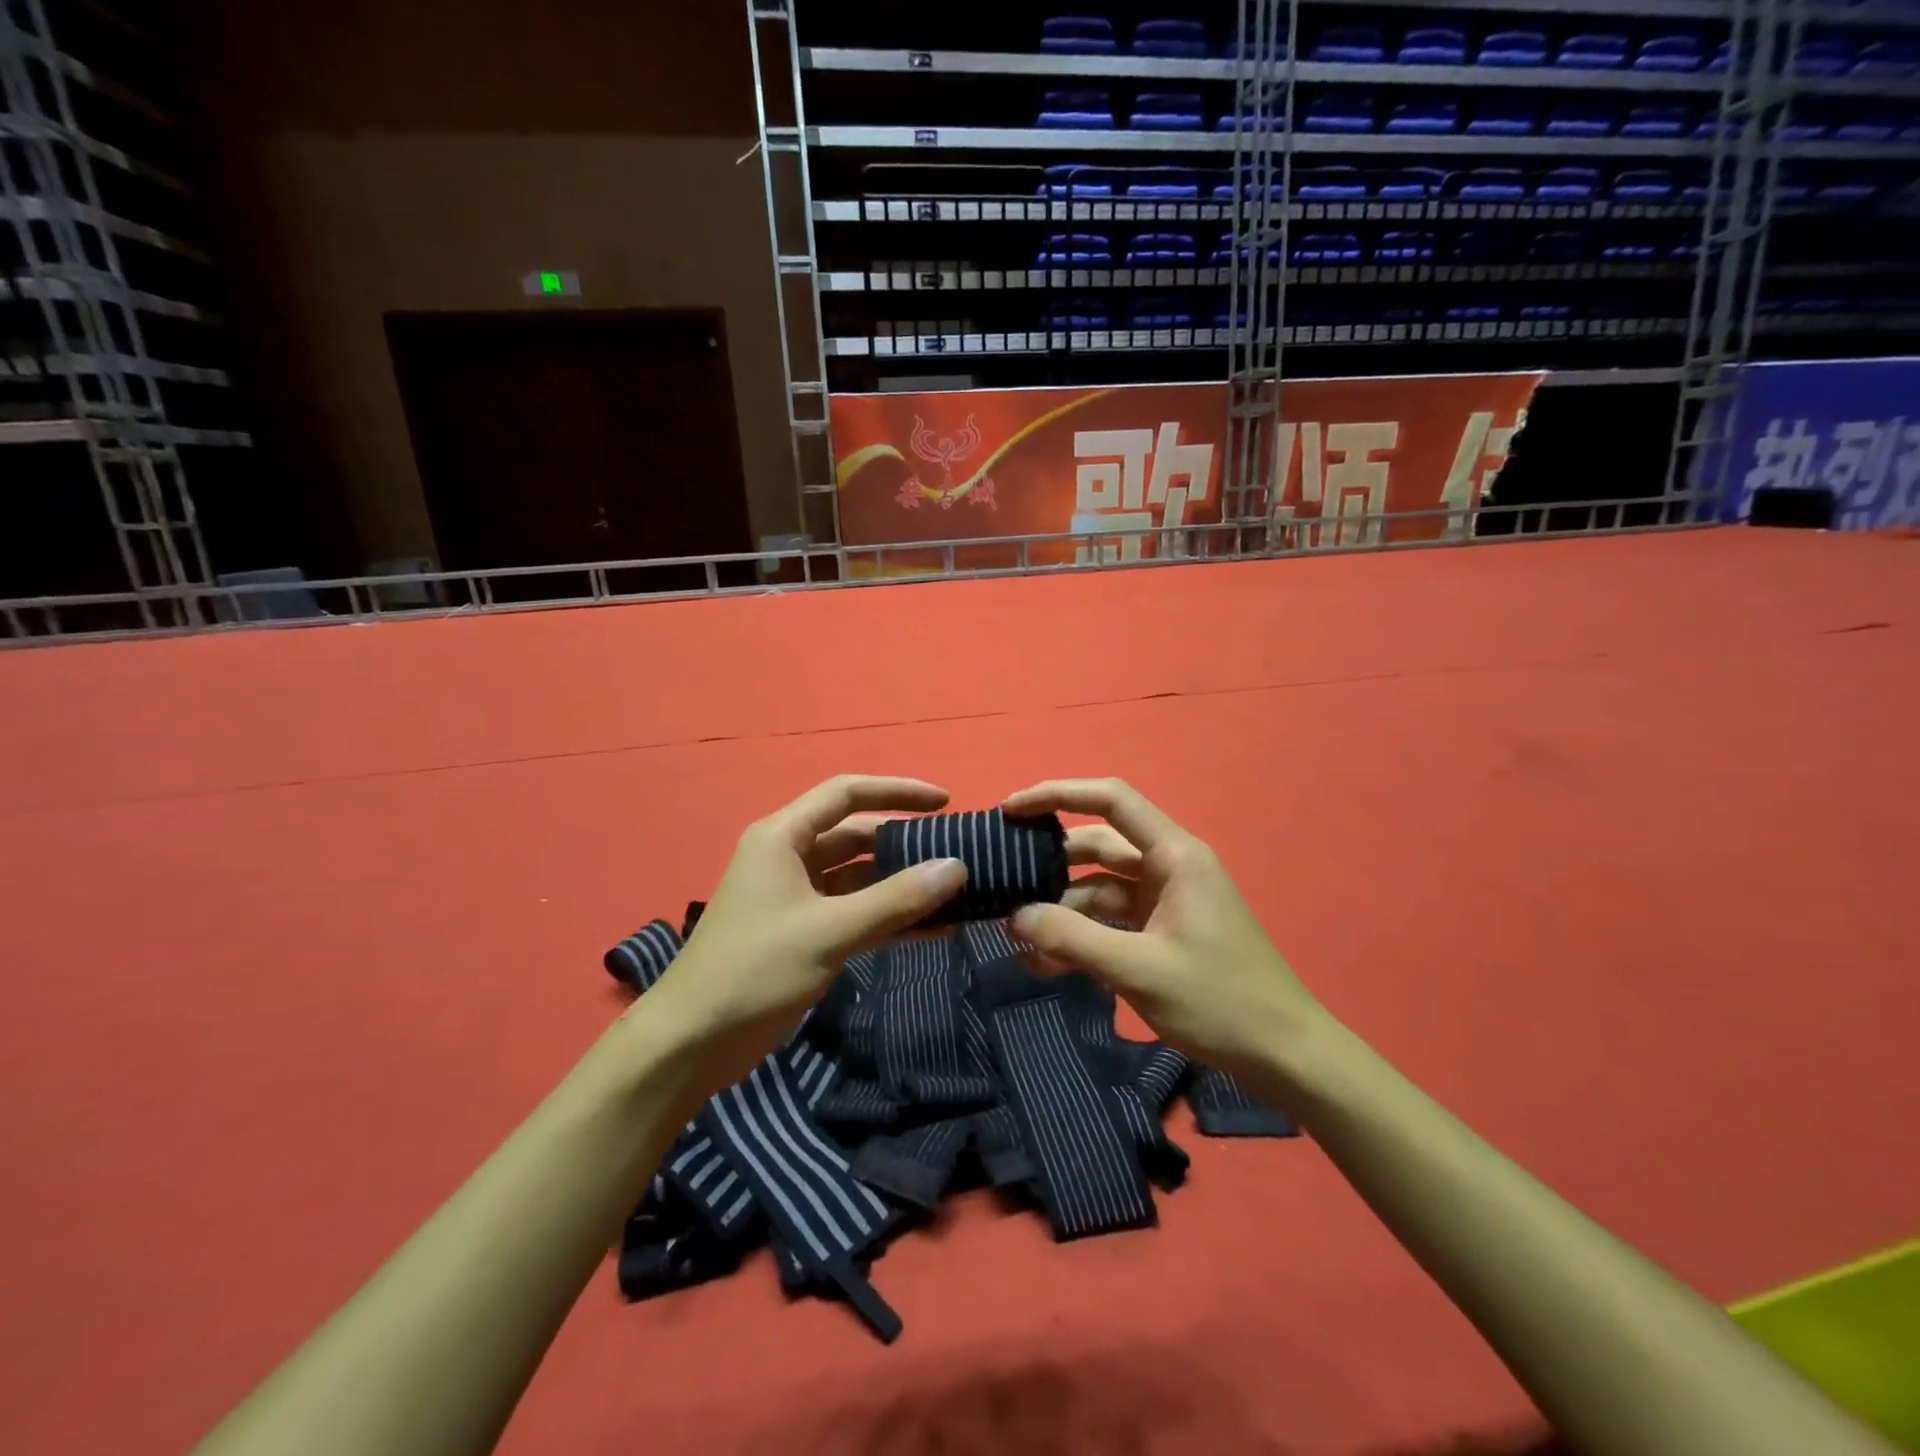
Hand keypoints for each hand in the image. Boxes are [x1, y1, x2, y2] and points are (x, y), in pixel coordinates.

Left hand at [639, 776, 967, 1093]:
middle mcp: (790, 858)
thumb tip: (958, 867)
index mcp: (784, 837)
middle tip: (958, 856)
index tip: (945, 803)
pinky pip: (855, 913)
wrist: (691, 1044)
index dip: (898, 791)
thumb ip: (896, 899)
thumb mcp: (830, 931)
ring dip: (902, 886)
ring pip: (860, 878)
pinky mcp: (803, 934)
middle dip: (906, 845)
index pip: (847, 794)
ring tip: (955, 894)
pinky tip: (933, 930)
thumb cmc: (754, 971)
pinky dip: (889, 918)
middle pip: (857, 836)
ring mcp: (797, 898)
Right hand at [1004, 778, 1329, 1081]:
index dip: (1057, 794)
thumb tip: (1014, 917)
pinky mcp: (1161, 932)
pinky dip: (1079, 935)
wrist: (1284, 1056)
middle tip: (1000, 880)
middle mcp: (1168, 867)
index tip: (1010, 810)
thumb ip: (1072, 939)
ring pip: (1098, 888)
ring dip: (1059, 909)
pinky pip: (1110, 922)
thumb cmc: (1220, 1001)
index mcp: (1174, 855)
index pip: (1110, 800)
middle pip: (1097, 846)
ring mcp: (1165, 901)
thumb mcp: (1139, 969)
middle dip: (1049, 862)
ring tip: (1014, 936)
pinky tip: (1043, 962)